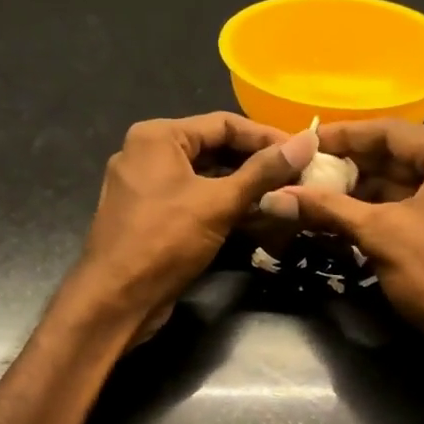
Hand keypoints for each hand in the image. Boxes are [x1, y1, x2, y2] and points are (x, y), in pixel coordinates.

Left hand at [75, 112, 317, 333]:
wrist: (116, 299)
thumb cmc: (165, 241)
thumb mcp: (218, 203)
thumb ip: (263, 171)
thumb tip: (307, 141)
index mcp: (157, 137)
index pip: (223, 124)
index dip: (267, 137)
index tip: (304, 151)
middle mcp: (146, 154)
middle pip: (213, 149)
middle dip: (256, 163)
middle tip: (298, 175)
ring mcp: (145, 187)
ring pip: (204, 178)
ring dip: (242, 187)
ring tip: (284, 196)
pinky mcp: (149, 216)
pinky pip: (192, 200)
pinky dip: (221, 206)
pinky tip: (255, 217)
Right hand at [282, 120, 423, 367]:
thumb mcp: (379, 234)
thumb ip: (328, 208)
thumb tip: (273, 197)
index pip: (392, 132)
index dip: (343, 136)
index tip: (303, 141)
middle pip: (399, 156)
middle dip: (350, 165)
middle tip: (304, 169)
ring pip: (405, 182)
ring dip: (362, 189)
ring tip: (315, 192)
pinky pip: (415, 204)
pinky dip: (381, 209)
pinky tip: (343, 214)